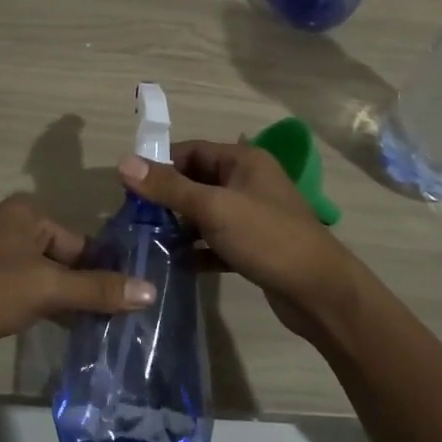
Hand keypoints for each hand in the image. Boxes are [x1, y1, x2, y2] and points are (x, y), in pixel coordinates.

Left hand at [0, 194, 154, 363]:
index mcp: (30, 213)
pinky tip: (60, 329)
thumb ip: (96, 289)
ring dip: (66, 300)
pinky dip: (42, 305)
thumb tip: (151, 290)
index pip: (84, 243)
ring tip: (97, 331)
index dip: (106, 274)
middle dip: (87, 289)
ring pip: (46, 275)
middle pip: (66, 258)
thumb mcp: (45, 289)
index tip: (132, 306)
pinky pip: (26, 286)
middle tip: (118, 323)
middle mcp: (14, 224)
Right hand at [116, 140, 359, 339]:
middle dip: (166, 197)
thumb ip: (168, 186)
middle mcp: (248, 181)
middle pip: (197, 180)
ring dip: (179, 224)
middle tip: (134, 217)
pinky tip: (174, 263)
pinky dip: (197, 248)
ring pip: (205, 212)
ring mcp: (253, 214)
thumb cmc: (266, 237)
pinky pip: (216, 240)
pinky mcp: (254, 245)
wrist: (318, 291)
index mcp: (243, 160)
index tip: (129, 187)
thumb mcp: (213, 208)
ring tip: (147, 240)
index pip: (191, 150)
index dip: (160, 164)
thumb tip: (123, 161)